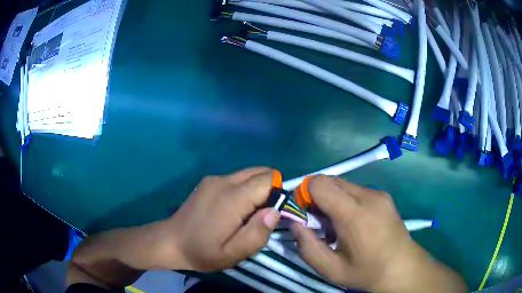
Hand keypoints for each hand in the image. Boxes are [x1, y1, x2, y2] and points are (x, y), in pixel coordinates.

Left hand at [162, 167, 279, 271]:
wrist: (170, 241)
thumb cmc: (203, 251)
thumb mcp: (233, 253)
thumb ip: (257, 234)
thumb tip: (275, 211)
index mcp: (232, 198)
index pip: (268, 179)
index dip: (277, 194)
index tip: (271, 214)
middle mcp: (224, 181)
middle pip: (259, 172)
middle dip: (270, 189)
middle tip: (261, 215)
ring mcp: (214, 179)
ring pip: (248, 174)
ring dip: (256, 189)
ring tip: (247, 214)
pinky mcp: (208, 181)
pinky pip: (236, 178)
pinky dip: (244, 189)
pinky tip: (233, 209)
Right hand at [292, 176, 466, 292]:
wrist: (403, 268)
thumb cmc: (366, 271)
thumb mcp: (331, 269)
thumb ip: (307, 247)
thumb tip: (295, 223)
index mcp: (354, 214)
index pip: (319, 183)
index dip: (305, 194)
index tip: (306, 214)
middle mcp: (368, 196)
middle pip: (331, 180)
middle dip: (318, 196)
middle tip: (320, 222)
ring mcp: (379, 194)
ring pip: (344, 184)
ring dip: (333, 199)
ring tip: (339, 225)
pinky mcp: (384, 196)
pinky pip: (357, 190)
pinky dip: (347, 200)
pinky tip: (354, 222)